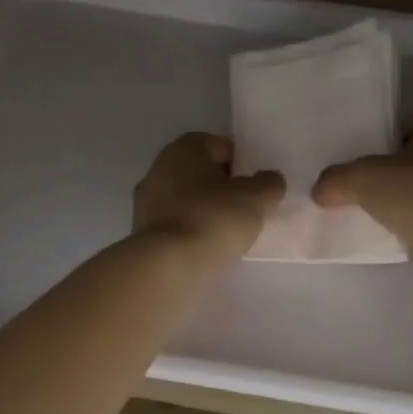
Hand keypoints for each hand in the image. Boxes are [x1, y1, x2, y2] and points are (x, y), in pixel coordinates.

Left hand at [133, 133, 284, 263]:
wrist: (168, 267)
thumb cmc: (213, 219)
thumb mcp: (256, 199)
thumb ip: (269, 184)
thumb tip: (270, 180)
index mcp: (185, 148)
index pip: (222, 147)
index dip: (244, 165)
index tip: (258, 188)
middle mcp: (160, 167)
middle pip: (203, 174)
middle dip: (224, 189)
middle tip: (248, 211)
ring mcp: (147, 201)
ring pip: (188, 200)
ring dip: (207, 212)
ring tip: (230, 234)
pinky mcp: (143, 232)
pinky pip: (177, 224)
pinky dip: (192, 232)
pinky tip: (208, 249)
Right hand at [312, 126, 412, 275]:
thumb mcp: (363, 177)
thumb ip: (337, 179)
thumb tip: (320, 191)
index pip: (402, 138)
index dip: (377, 148)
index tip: (352, 164)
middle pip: (407, 171)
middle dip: (383, 182)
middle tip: (347, 194)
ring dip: (394, 211)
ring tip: (358, 221)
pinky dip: (403, 236)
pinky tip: (381, 243)